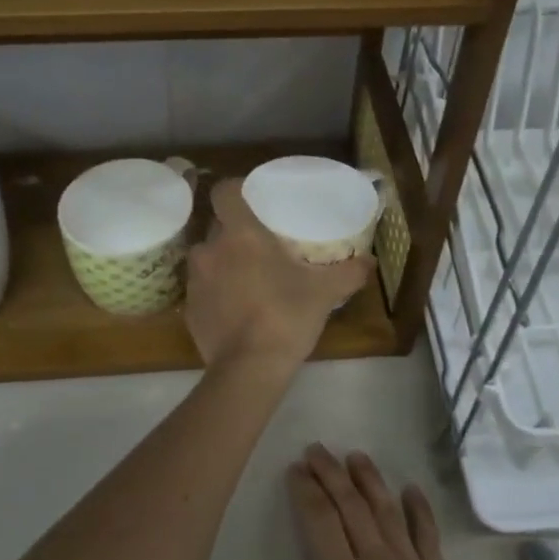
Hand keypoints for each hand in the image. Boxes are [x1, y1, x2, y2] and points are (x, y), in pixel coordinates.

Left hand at [184, 179, 371, 371]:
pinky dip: (216, 294)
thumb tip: (370, 262)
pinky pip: (203, 291)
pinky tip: (237, 310)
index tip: (252, 199)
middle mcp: (210, 250)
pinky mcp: (188, 310)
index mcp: (240, 234)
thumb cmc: (286, 316)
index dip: (235, 190)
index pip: (224, 192)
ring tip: (248, 279)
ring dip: (224, 264)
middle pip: (217, 227)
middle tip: (261, 245)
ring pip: (208, 259)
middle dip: (235, 233)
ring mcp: (194, 281)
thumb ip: (348, 272)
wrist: (248, 369)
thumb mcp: (325, 292)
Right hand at [244, 446, 482, 559]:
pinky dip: (420, 509)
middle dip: (332, 474)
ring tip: (356, 456)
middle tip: (318, 450)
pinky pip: (429, 536)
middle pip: (352, 506)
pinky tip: (412, 490)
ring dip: (370, 480)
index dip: (306, 490)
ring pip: (388, 512)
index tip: (296, 468)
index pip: (319, 520)